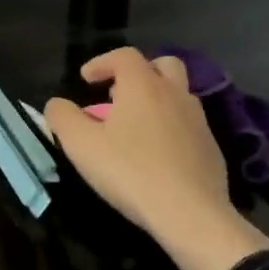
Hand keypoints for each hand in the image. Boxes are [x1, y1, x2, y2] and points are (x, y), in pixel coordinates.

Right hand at [46, 49, 268, 269]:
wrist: (190, 214)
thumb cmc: (130, 172)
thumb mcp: (81, 145)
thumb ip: (62, 117)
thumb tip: (57, 104)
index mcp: (143, 85)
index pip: (124, 55)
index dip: (102, 62)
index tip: (86, 80)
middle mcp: (174, 94)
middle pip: (162, 64)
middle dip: (138, 72)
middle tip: (119, 95)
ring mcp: (198, 120)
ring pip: (178, 94)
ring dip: (157, 99)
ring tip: (135, 126)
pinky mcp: (211, 147)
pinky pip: (189, 124)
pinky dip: (171, 127)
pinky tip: (157, 154)